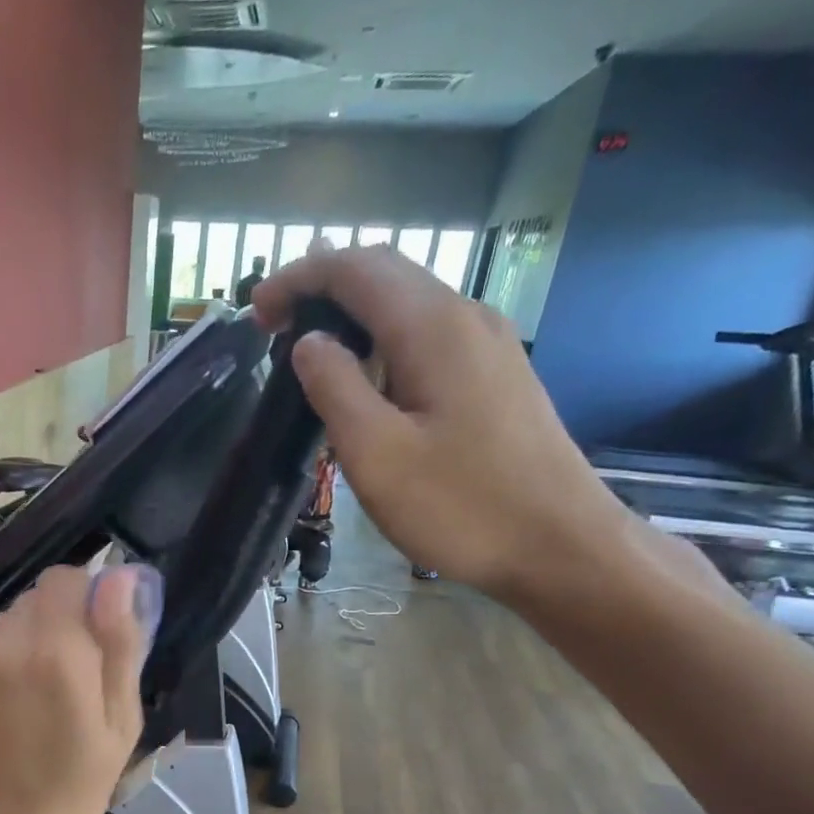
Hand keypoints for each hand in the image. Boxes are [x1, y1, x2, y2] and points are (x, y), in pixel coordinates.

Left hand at [0, 562, 158, 813]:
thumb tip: (116, 578)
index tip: (87, 640)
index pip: (64, 579)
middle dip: (47, 630)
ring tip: (15, 709)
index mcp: (54, 651)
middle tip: (55, 686)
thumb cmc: (71, 794)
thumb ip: (119, 644)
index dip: (81, 602)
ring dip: (8, 653)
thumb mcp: (119, 726)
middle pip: (26, 604)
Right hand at [251, 246, 633, 604]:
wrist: (558, 544)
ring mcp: (488, 346)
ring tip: (309, 352)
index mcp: (433, 328)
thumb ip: (335, 389)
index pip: (356, 269)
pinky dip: (382, 340)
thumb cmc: (461, 506)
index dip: (299, 277)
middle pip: (386, 274)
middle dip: (322, 287)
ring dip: (352, 314)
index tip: (255, 310)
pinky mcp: (495, 376)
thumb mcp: (377, 455)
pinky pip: (428, 336)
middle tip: (273, 325)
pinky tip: (366, 380)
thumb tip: (308, 343)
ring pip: (408, 304)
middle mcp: (466, 318)